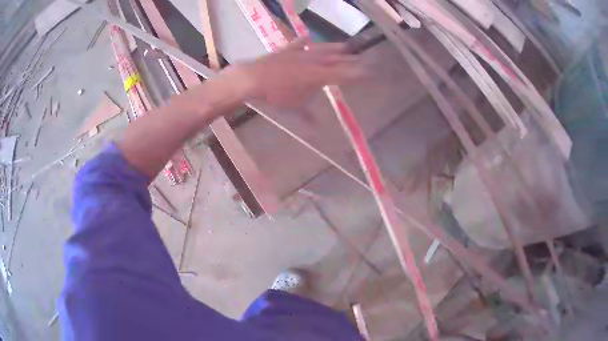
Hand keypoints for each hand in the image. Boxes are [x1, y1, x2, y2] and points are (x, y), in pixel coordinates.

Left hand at [226, 38, 365, 108]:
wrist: (254, 78)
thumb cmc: (275, 94)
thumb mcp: (293, 107)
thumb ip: (307, 115)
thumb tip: (316, 127)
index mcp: (318, 75)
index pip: (343, 74)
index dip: (357, 74)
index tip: (370, 73)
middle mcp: (313, 61)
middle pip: (336, 59)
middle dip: (351, 59)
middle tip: (363, 58)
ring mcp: (300, 53)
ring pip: (322, 49)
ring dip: (335, 47)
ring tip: (346, 45)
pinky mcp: (287, 50)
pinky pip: (298, 43)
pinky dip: (303, 41)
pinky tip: (307, 37)